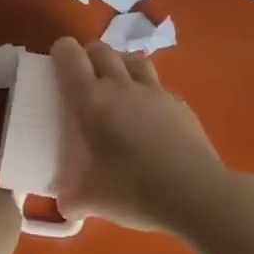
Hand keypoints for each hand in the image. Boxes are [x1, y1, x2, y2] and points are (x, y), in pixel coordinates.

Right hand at [50, 37, 225, 231]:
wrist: (196, 195)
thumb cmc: (134, 191)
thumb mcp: (91, 199)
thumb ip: (70, 197)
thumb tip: (65, 203)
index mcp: (91, 101)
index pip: (70, 57)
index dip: (61, 52)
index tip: (57, 64)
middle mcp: (121, 87)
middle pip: (102, 50)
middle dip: (88, 56)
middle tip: (84, 77)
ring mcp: (155, 93)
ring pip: (133, 59)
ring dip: (120, 64)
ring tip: (116, 85)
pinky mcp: (180, 105)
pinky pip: (158, 86)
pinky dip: (147, 91)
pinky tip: (149, 114)